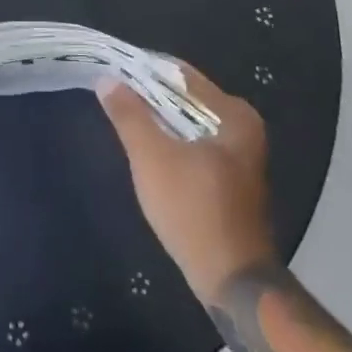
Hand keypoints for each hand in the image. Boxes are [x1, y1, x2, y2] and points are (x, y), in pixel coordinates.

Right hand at [100, 63, 276, 300]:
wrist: (231, 281)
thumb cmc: (193, 209)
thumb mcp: (152, 158)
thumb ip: (129, 115)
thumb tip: (107, 79)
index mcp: (233, 114)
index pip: (181, 74)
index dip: (145, 70)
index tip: (113, 71)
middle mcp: (243, 128)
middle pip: (186, 98)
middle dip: (150, 96)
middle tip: (113, 96)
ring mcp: (241, 155)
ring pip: (189, 123)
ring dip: (159, 121)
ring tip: (124, 118)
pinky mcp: (232, 179)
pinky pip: (196, 145)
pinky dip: (172, 142)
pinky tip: (148, 151)